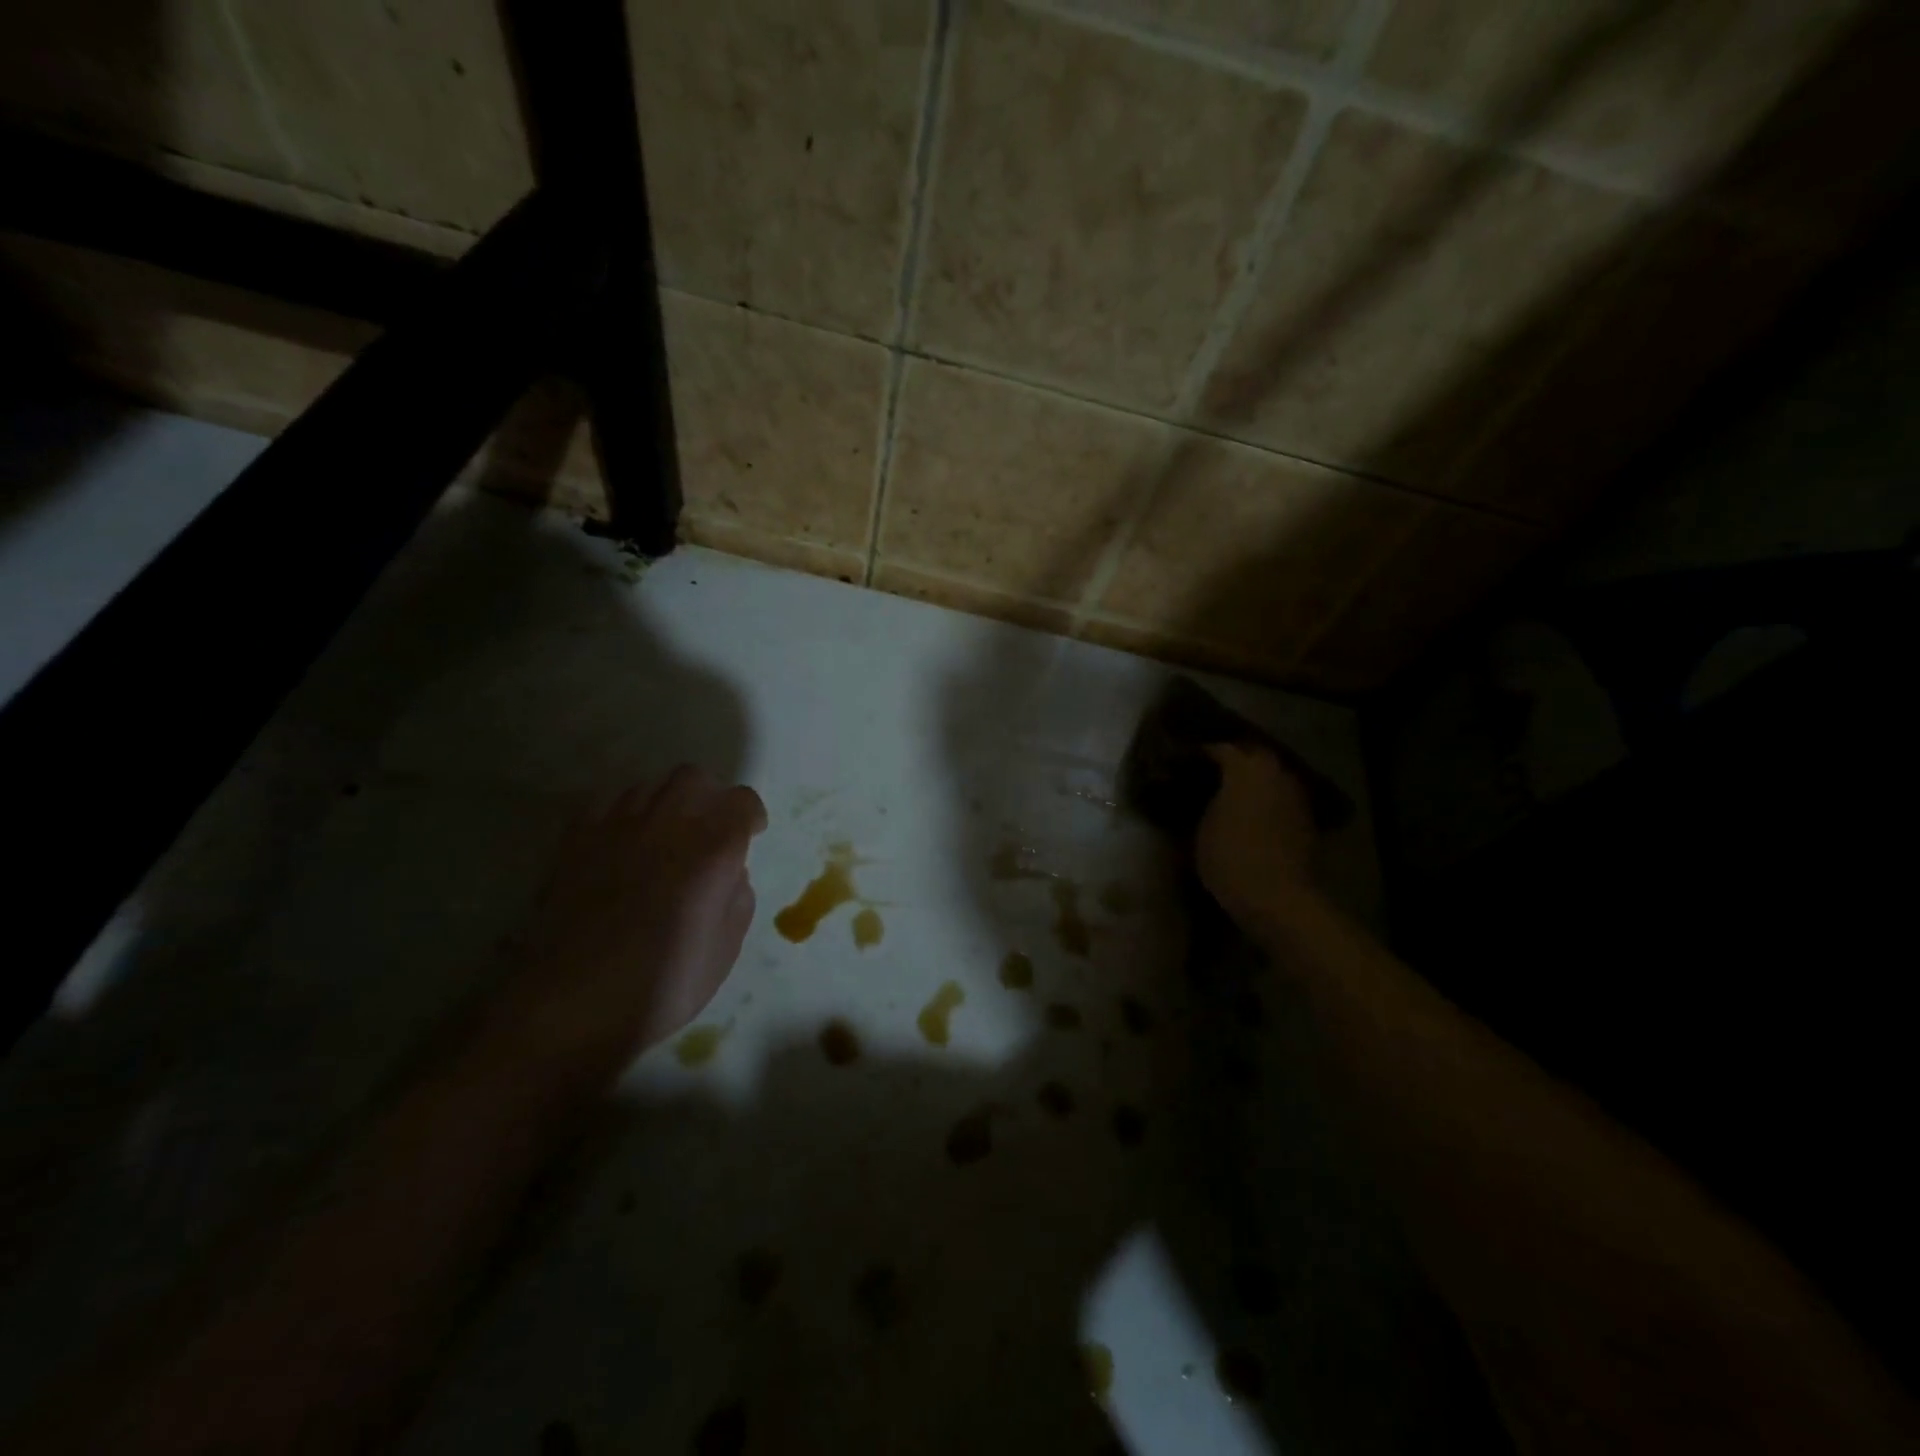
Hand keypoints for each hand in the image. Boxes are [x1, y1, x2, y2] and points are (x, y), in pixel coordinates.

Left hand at [491, 765, 767, 1090]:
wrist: (570, 1006)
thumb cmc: (661, 986)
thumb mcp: (724, 951)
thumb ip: (738, 899)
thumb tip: (730, 874)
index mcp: (712, 850)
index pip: (741, 801)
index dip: (750, 816)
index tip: (751, 836)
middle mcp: (667, 824)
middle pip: (694, 778)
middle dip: (710, 797)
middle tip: (709, 830)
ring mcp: (616, 827)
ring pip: (649, 785)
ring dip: (667, 803)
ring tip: (665, 837)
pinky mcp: (576, 841)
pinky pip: (606, 803)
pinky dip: (623, 814)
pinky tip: (622, 843)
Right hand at [1195, 743, 1319, 932]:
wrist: (1276, 896)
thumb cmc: (1229, 857)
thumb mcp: (1202, 828)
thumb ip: (1206, 802)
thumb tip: (1205, 794)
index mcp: (1245, 768)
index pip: (1220, 748)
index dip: (1202, 754)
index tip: (1186, 761)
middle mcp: (1275, 773)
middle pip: (1253, 755)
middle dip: (1234, 760)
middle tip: (1212, 772)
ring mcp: (1295, 795)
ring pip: (1271, 776)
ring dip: (1254, 780)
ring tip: (1233, 793)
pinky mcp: (1307, 818)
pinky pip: (1282, 798)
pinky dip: (1268, 800)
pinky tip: (1253, 814)